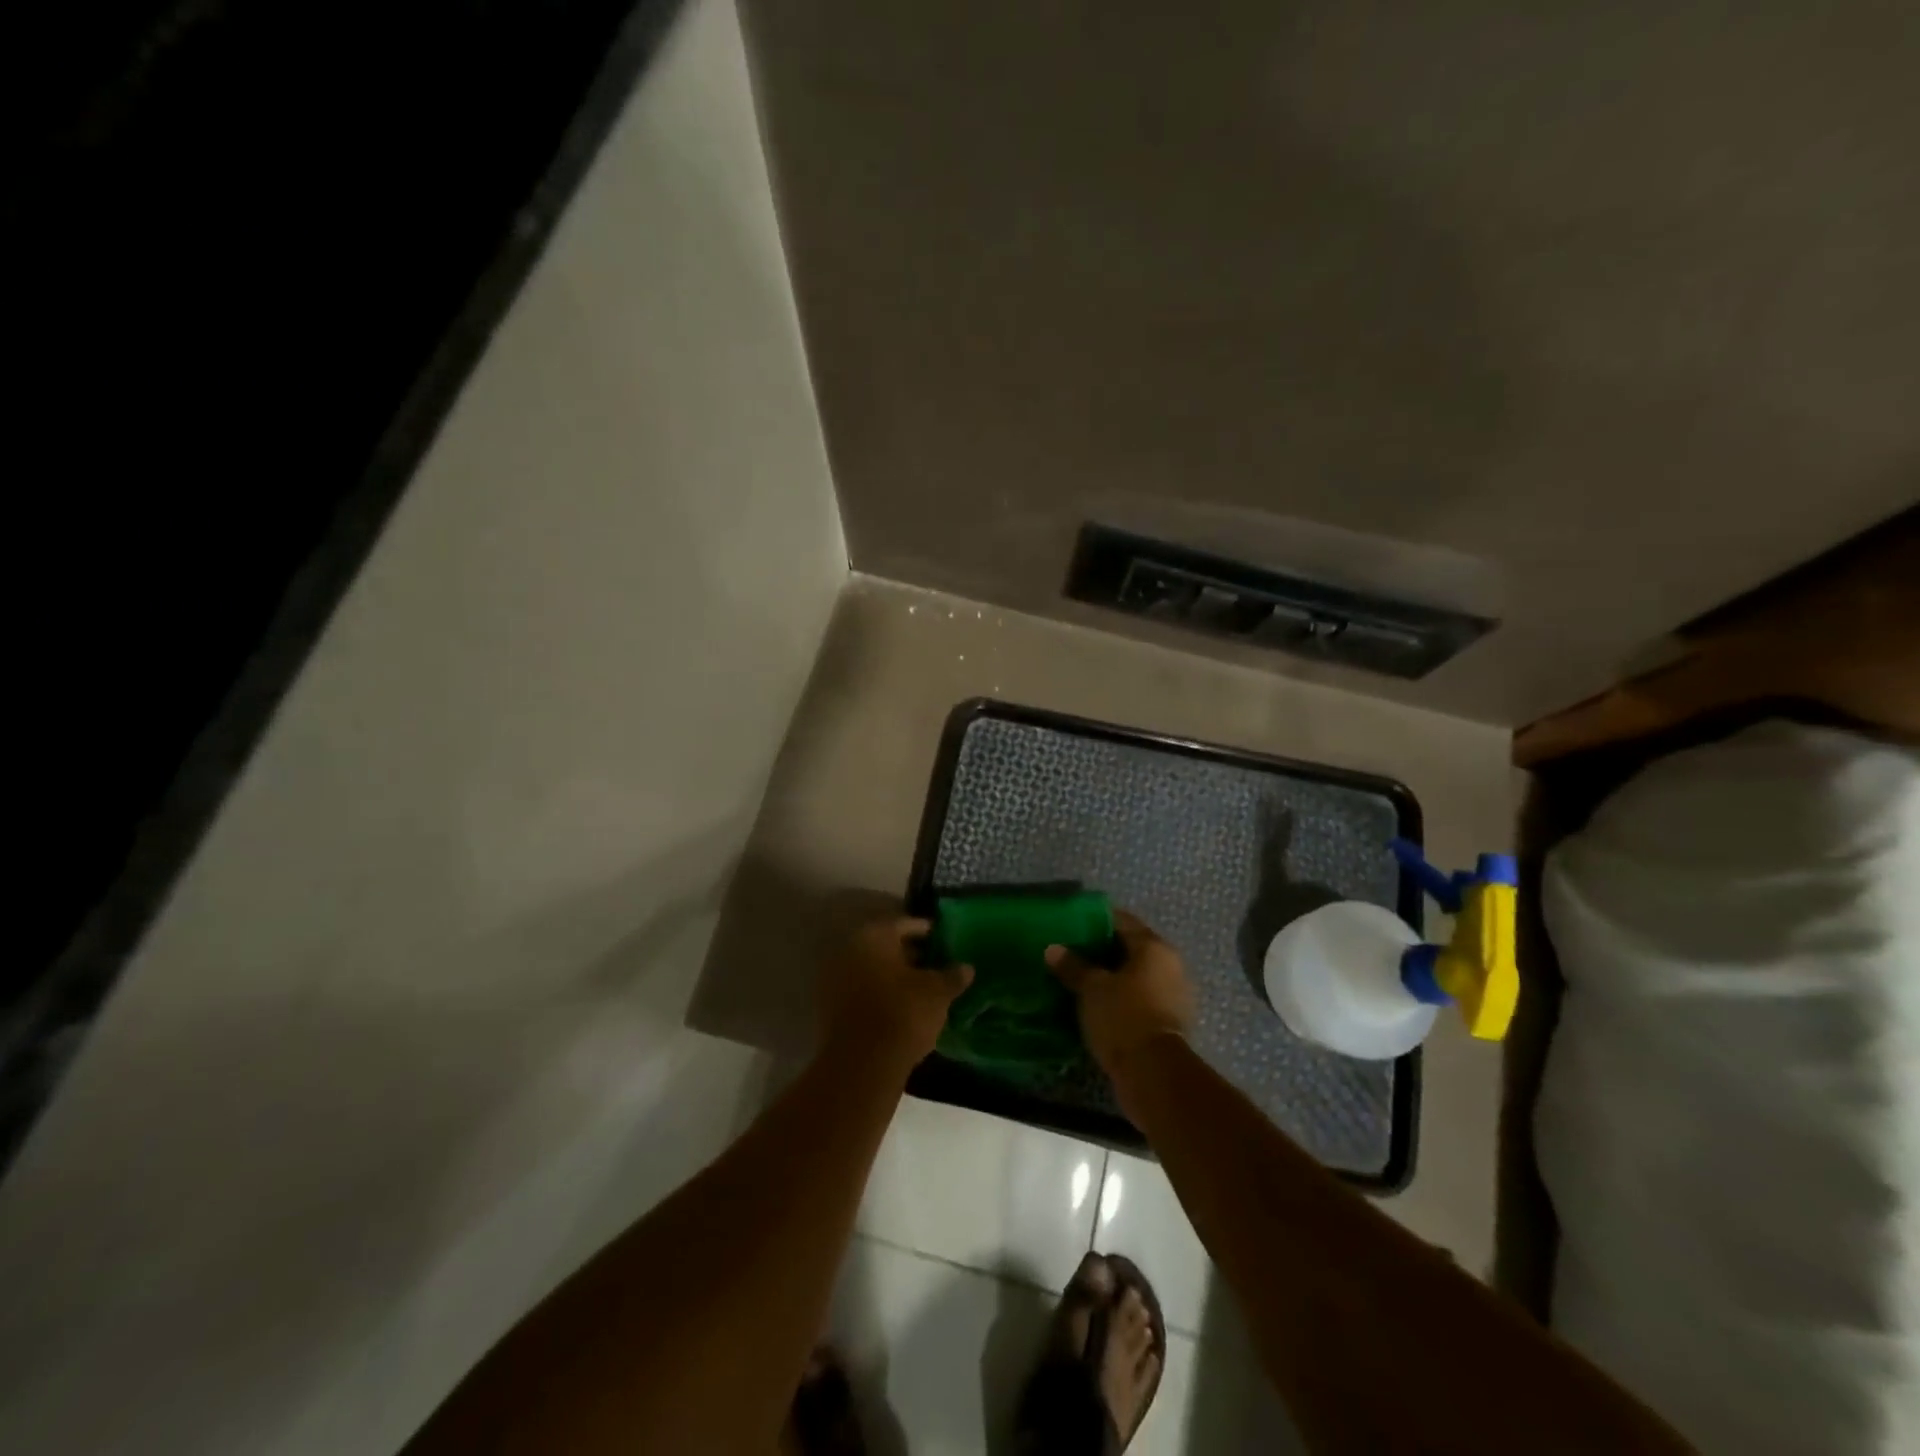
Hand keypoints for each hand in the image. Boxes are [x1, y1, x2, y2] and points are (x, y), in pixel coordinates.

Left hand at [822, 917, 973, 1070]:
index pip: (904, 924)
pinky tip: (902, 1008)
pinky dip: (880, 994)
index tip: (943, 940)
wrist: (862, 1065)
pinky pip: (862, 992)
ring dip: (894, 976)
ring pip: (872, 969)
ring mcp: (835, 979)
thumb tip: (966, 968)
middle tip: (935, 964)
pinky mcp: (830, 1008)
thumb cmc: (903, 1014)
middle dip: (909, 954)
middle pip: (885, 946)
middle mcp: (849, 950)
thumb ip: (952, 976)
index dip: (926, 931)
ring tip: (922, 988)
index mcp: (874, 936)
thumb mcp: (938, 993)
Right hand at [1046, 910, 1193, 1076]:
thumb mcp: (1092, 989)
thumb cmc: (1123, 1017)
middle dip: (1102, 950)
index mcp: (1154, 947)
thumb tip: (1053, 949)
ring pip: (1136, 975)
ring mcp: (1174, 994)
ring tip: (1081, 980)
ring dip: (1113, 976)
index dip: (1096, 921)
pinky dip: (1122, 997)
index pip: (1122, 921)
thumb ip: (1073, 966)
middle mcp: (1170, 965)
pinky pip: (1141, 998)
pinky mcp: (1170, 1021)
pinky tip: (1098, 1004)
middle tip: (1072, 953)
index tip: (1071, 926)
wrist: (1154, 1074)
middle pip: (1131, 948)